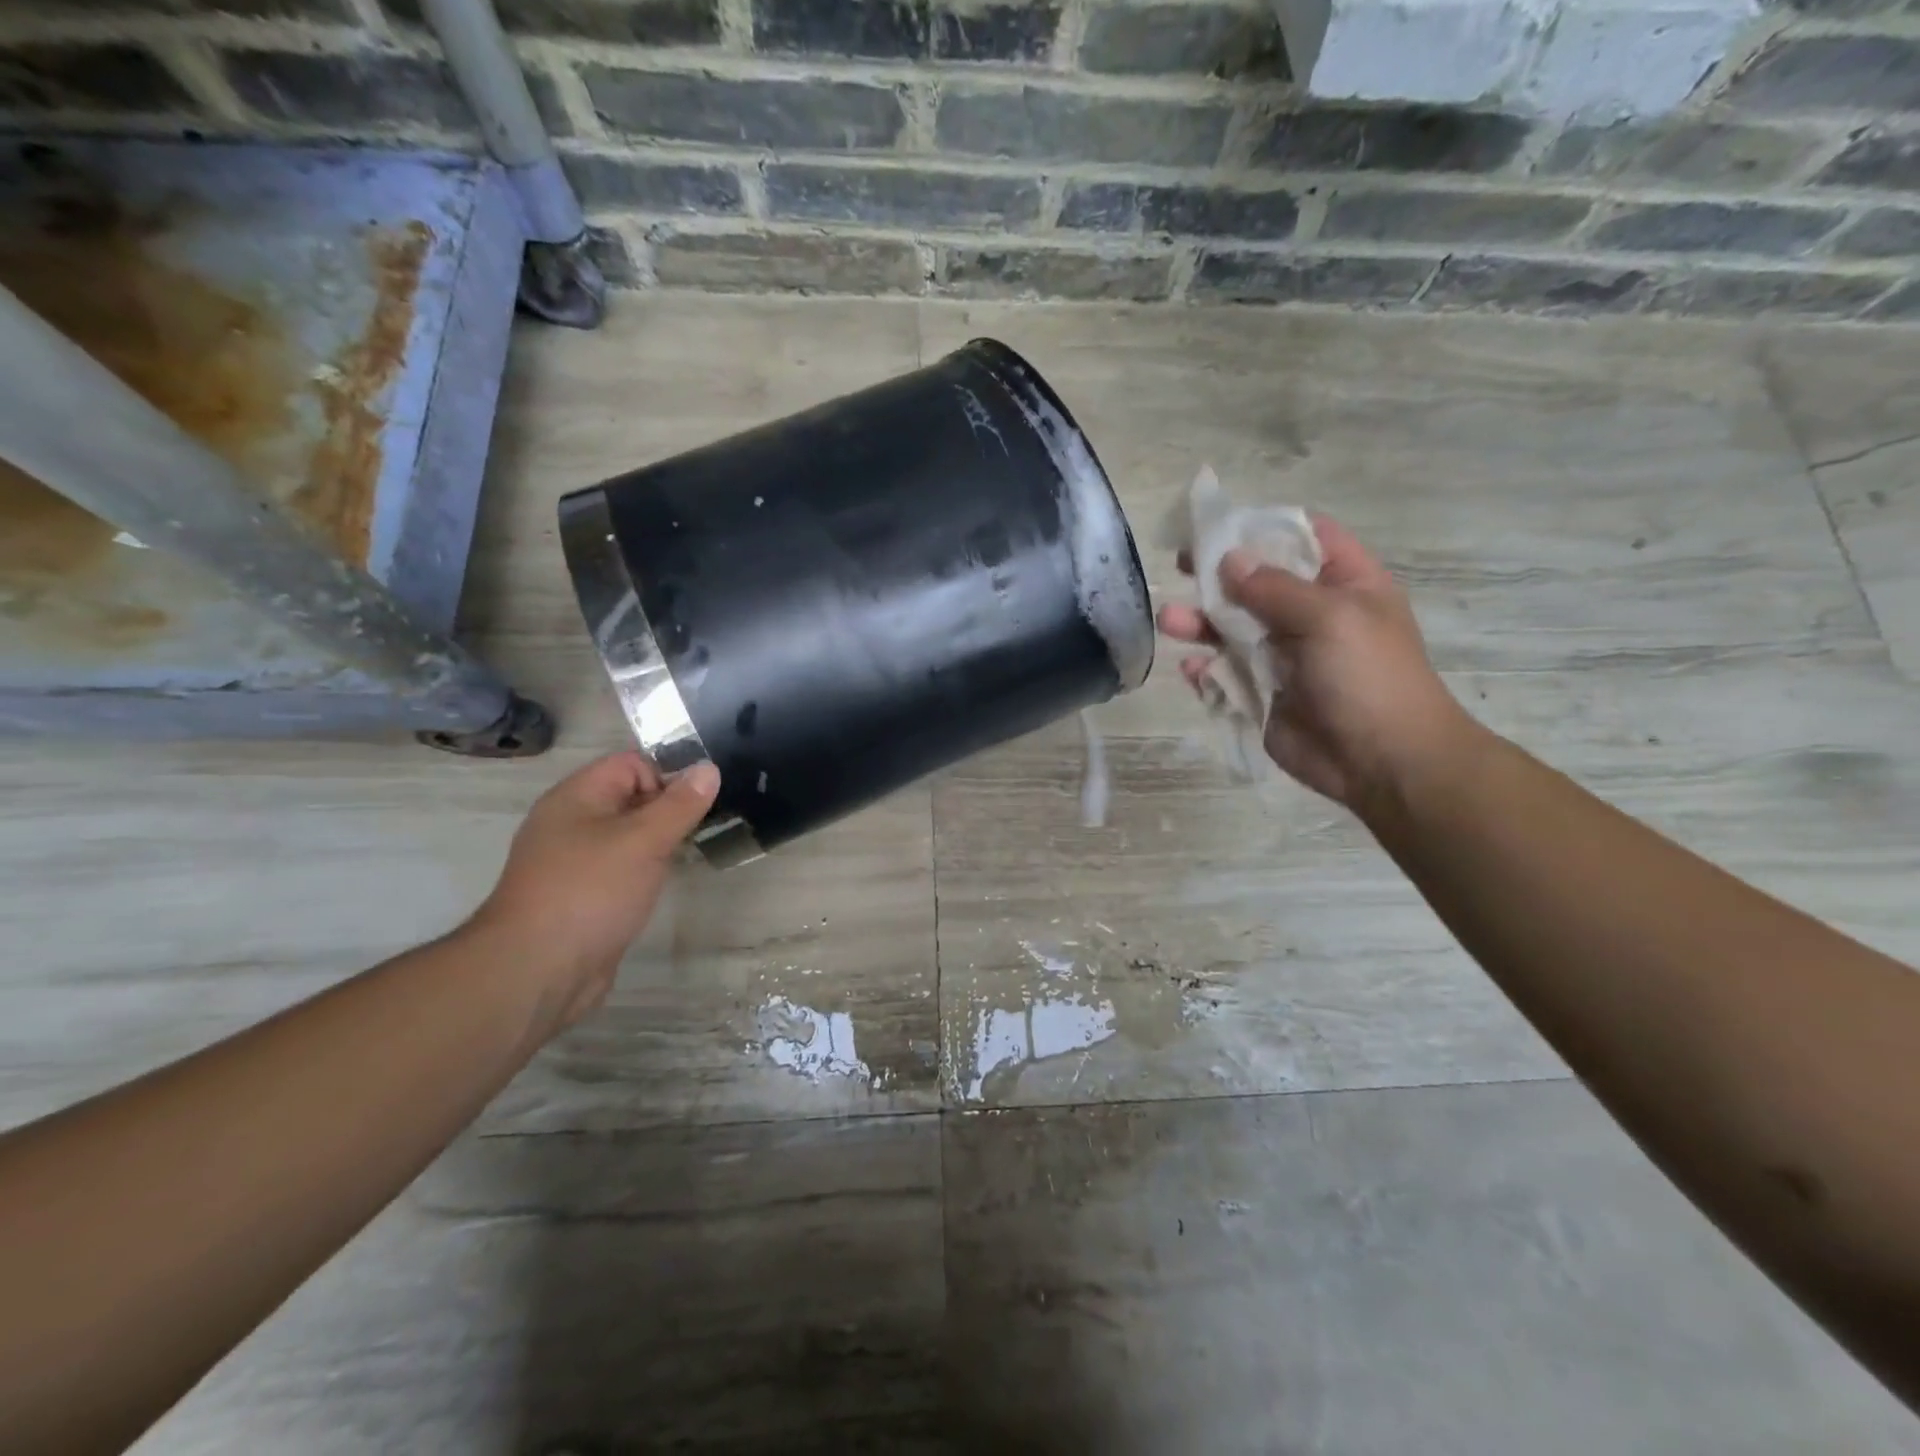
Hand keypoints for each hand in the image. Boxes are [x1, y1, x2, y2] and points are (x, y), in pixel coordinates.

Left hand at [469, 753, 719, 1028]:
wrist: (537, 971)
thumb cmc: (590, 892)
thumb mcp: (644, 840)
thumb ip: (680, 804)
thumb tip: (709, 768)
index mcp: (577, 797)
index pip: (631, 763)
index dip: (666, 777)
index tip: (695, 807)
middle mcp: (571, 822)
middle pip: (631, 797)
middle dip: (668, 810)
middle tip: (699, 831)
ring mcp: (574, 861)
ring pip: (628, 835)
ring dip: (658, 842)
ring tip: (685, 858)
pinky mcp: (582, 895)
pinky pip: (620, 867)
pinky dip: (643, 870)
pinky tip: (660, 886)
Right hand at [1158, 516, 1480, 815]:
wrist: (1382, 762)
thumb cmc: (1368, 677)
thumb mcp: (1329, 618)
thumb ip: (1274, 587)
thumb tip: (1229, 558)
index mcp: (1343, 584)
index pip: (1303, 537)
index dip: (1262, 527)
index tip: (1217, 526)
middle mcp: (1311, 615)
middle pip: (1256, 582)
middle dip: (1217, 576)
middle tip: (1178, 566)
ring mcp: (1284, 656)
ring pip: (1232, 629)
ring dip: (1200, 623)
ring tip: (1169, 622)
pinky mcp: (1262, 693)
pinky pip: (1226, 673)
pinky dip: (1206, 670)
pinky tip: (1194, 670)